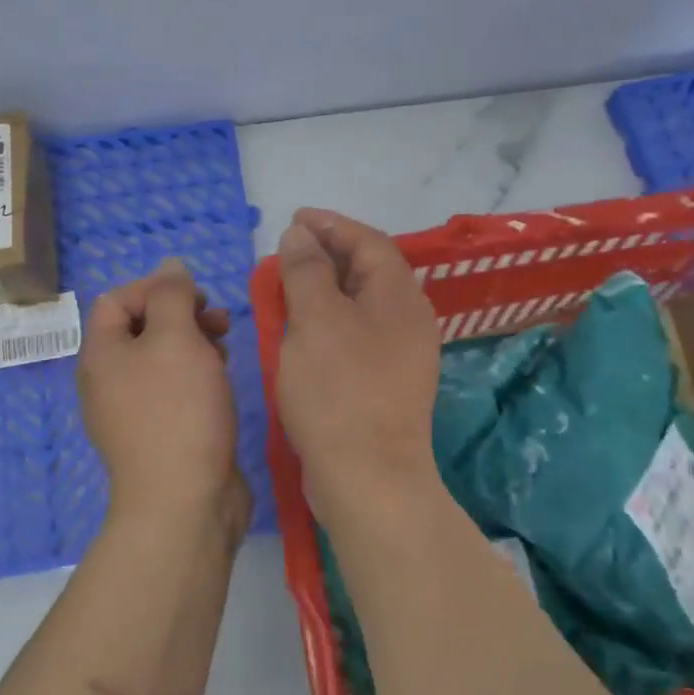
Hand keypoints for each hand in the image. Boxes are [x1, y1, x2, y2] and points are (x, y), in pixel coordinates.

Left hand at [79, 258, 248, 544]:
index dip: (156, 288)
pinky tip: (220, 384)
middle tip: (219, 323)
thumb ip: (172, 296)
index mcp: (101, 354)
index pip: (117, 299)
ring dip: (193, 345)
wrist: (183, 501)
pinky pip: (172, 391)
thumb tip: (170, 267)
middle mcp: (108, 381)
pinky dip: (195, 377)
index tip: (197, 298)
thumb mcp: (176, 339)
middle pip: (140, 328)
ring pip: (161, 360)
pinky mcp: (158, 435)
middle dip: (181, 316)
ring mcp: (131, 412)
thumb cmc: (178, 411)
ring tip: (225, 351)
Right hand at [275, 209, 441, 520]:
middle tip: (286, 252)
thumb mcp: (315, 320)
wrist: (367, 476)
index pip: (369, 242)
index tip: (294, 218)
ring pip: (360, 306)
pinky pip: (355, 336)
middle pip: (368, 272)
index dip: (331, 225)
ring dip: (324, 290)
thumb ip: (306, 270)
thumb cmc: (339, 390)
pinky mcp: (384, 384)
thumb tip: (301, 234)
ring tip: (286, 287)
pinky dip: (327, 323)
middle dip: (326, 256)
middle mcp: (408, 320)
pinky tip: (300, 333)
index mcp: (400, 297)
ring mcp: (400, 355)